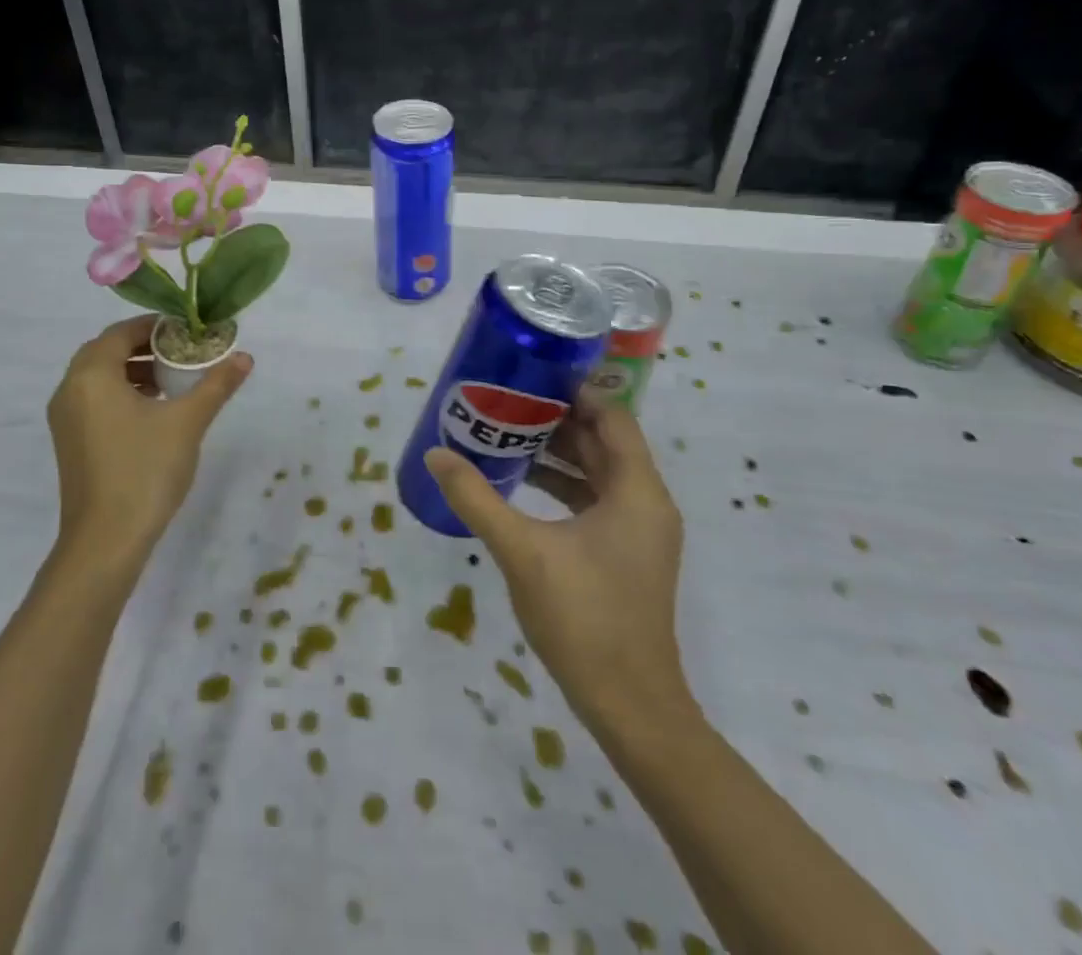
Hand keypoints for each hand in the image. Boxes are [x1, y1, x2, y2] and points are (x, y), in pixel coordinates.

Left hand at [46, 316, 252, 571]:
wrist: (105, 541)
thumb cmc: (145, 470)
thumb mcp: (188, 422)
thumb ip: (216, 384)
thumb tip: (245, 357)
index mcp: (92, 375)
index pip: (121, 332)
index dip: (154, 326)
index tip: (187, 332)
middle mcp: (70, 389)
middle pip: (106, 351)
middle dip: (144, 347)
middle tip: (181, 354)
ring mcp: (65, 418)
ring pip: (98, 377)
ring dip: (132, 370)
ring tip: (171, 381)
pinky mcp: (69, 442)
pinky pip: (93, 400)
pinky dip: (120, 393)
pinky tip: (152, 411)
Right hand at [424, 390, 696, 738]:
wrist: (630, 706)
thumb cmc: (584, 618)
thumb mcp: (522, 551)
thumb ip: (476, 499)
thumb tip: (435, 455)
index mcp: (637, 492)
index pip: (612, 418)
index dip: (576, 393)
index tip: (531, 376)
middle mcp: (646, 503)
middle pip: (604, 442)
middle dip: (558, 420)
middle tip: (507, 401)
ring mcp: (639, 532)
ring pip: (599, 472)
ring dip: (558, 453)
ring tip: (506, 434)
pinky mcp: (626, 554)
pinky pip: (595, 501)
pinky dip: (563, 485)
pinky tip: (521, 484)